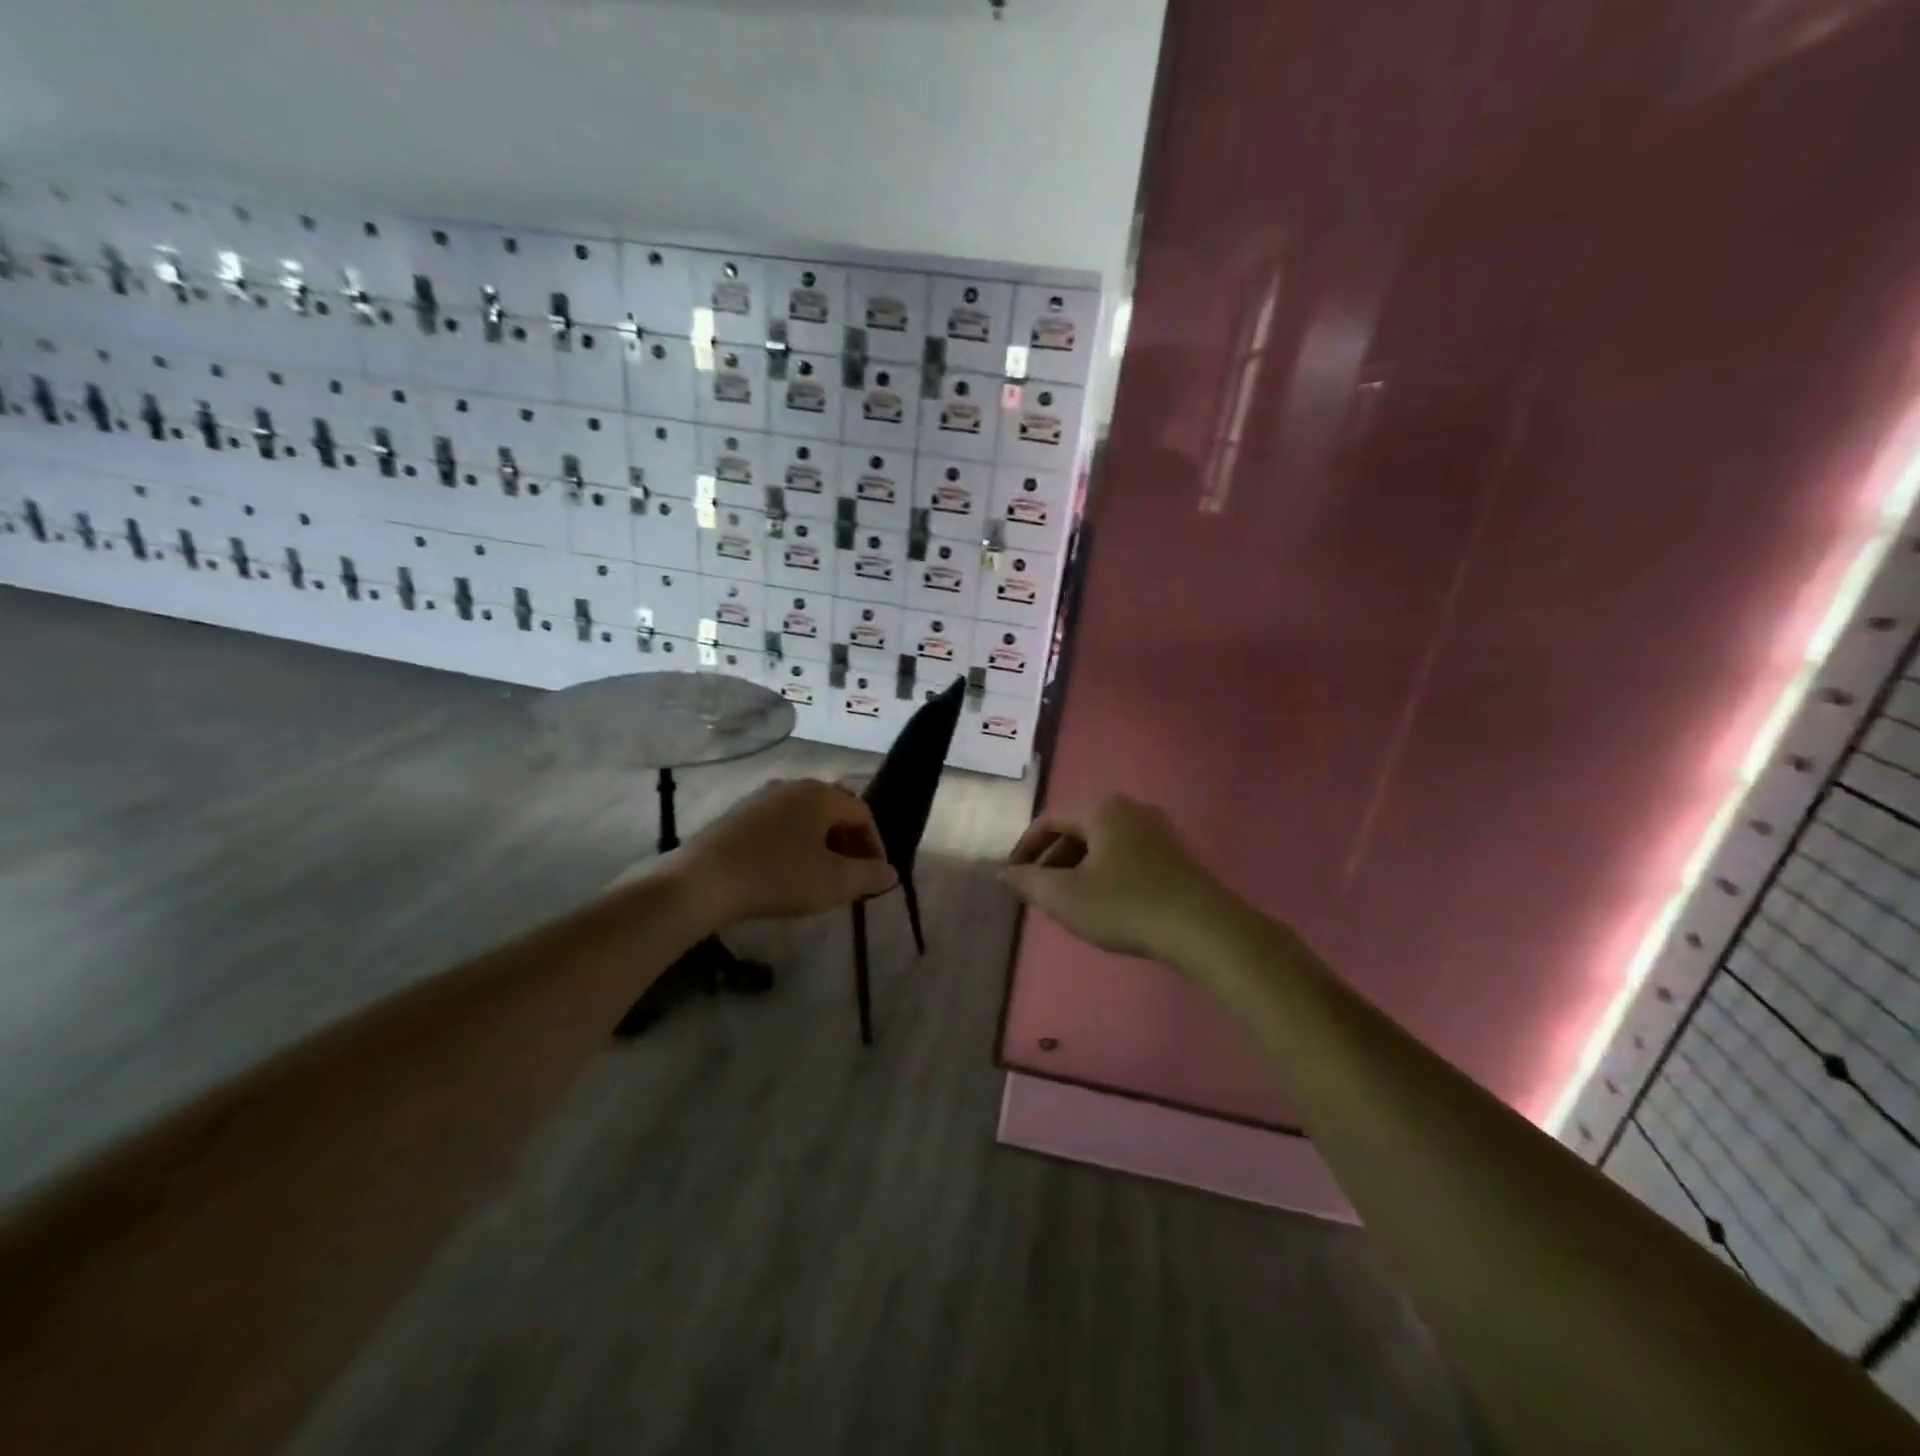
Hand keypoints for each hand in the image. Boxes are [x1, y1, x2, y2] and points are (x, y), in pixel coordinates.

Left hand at [677, 778, 897, 926]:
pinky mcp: (738, 816)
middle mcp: (793, 786)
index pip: (862, 813)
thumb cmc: (778, 876)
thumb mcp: (833, 882)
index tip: (875, 876)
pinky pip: (780, 825)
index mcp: (820, 794)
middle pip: (834, 811)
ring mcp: (761, 798)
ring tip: (821, 877)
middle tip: (852, 876)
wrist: (703, 882)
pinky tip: (786, 873)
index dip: (875, 844)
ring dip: (822, 845)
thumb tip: (891, 873)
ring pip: (805, 818)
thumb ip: (868, 876)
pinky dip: (795, 845)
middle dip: (849, 843)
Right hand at [1005, 795, 1237, 963]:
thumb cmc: (1125, 906)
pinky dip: (1105, 873)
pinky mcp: (1175, 855)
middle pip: (1077, 830)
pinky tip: (1105, 904)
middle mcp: (1130, 809)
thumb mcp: (1065, 897)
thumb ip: (1029, 881)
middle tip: (1039, 892)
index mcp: (1102, 810)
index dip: (1025, 848)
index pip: (1049, 821)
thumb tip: (1007, 872)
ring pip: (1103, 845)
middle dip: (1053, 860)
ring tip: (1068, 901)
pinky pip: (1126, 856)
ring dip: (1078, 869)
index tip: (1012, 876)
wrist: (1203, 930)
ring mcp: (1158, 830)